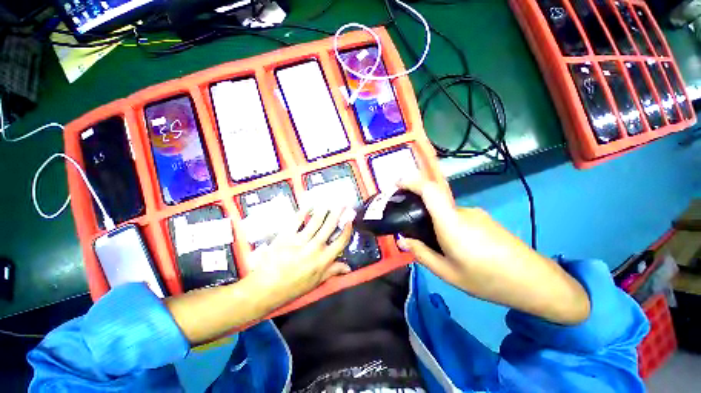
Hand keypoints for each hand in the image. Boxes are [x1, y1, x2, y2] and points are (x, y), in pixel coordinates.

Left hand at [245, 206, 353, 309]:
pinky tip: (309, 205)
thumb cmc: (292, 287)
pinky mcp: (286, 235)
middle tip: (343, 204)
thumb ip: (332, 271)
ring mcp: (300, 240)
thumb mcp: (315, 282)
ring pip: (316, 221)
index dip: (347, 230)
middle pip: (330, 226)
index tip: (349, 220)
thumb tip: (348, 267)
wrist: (265, 288)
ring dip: (324, 210)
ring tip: (329, 202)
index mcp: (323, 260)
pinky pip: (297, 220)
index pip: (340, 242)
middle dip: (338, 214)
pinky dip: (304, 211)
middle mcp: (315, 248)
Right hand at [397, 177, 589, 324]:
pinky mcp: (484, 219)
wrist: (536, 282)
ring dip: (435, 222)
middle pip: (434, 201)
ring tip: (438, 246)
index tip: (397, 184)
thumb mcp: (448, 273)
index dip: (412, 182)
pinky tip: (456, 247)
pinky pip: (457, 217)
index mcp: (452, 223)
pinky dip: (448, 225)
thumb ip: (422, 254)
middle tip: (414, 232)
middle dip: (420, 211)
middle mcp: (462, 212)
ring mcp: (475, 213)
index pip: (430, 190)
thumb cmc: (488, 280)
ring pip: (445, 212)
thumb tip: (403, 240)